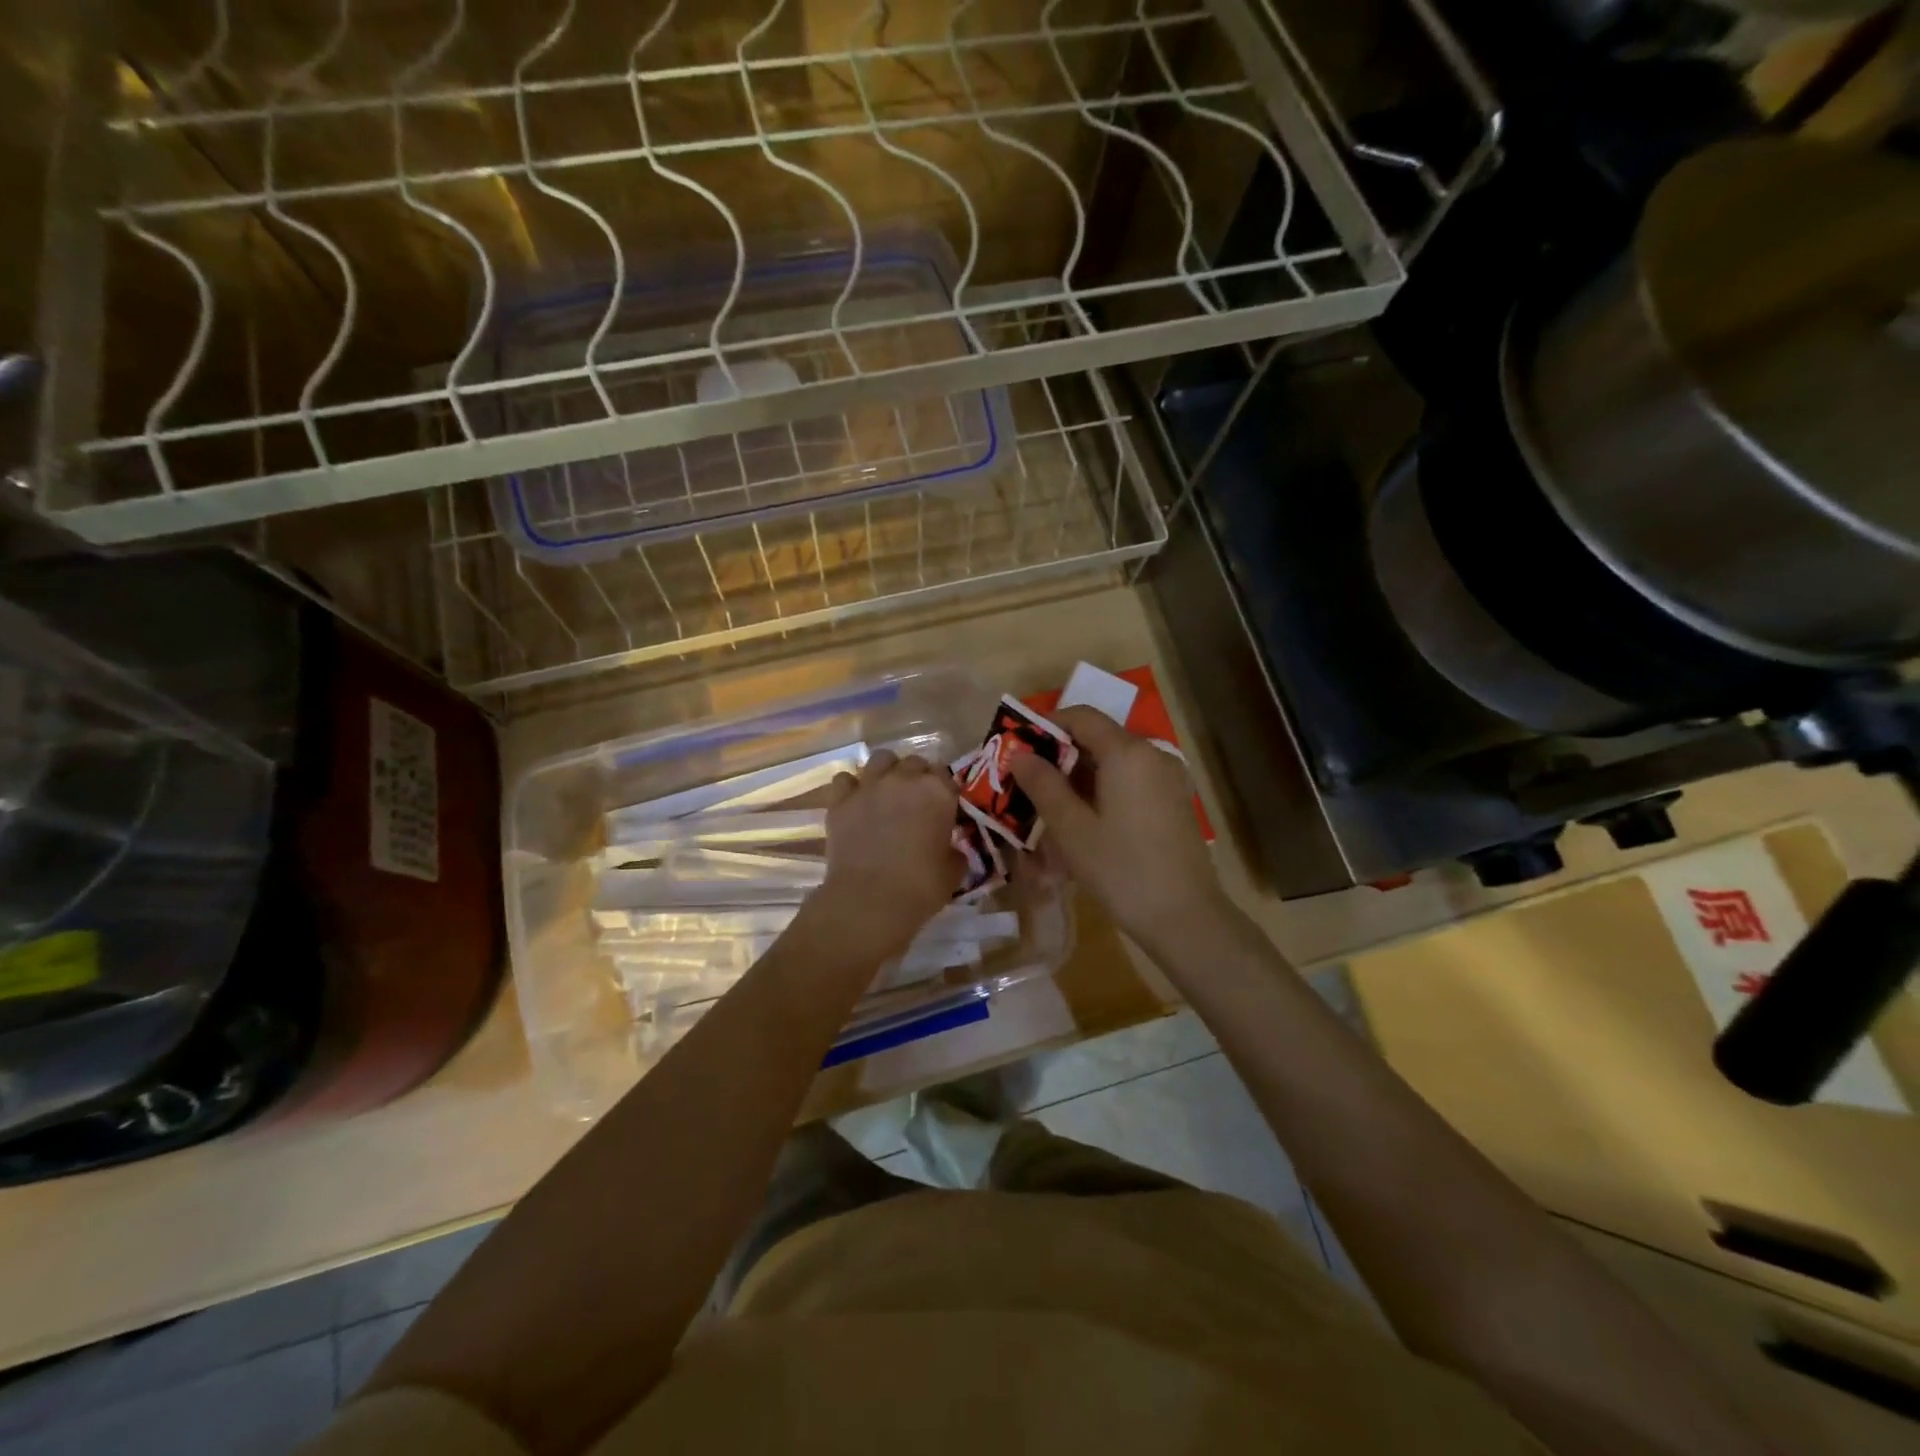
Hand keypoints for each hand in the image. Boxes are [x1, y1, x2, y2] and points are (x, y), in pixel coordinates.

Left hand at [816, 750, 962, 957]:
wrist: (869, 900)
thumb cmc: (920, 887)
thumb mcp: (953, 871)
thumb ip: (955, 851)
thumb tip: (951, 848)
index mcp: (938, 792)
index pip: (947, 777)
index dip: (946, 792)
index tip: (945, 809)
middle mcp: (905, 779)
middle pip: (915, 762)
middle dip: (918, 777)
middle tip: (916, 801)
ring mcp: (870, 786)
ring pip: (881, 759)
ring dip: (887, 771)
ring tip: (887, 792)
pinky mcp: (841, 800)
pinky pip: (845, 778)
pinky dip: (851, 787)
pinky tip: (856, 802)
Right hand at [1011, 706, 1226, 947]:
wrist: (1185, 917)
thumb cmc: (1121, 870)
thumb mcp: (1071, 829)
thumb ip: (1043, 785)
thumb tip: (1020, 754)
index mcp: (1127, 752)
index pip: (1081, 716)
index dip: (1046, 725)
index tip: (1018, 748)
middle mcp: (1152, 754)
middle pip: (1098, 738)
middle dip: (1060, 755)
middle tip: (1027, 784)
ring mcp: (1168, 778)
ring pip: (1113, 762)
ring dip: (1079, 777)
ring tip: (1050, 808)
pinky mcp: (1173, 801)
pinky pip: (1130, 781)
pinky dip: (1102, 791)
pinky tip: (1084, 823)